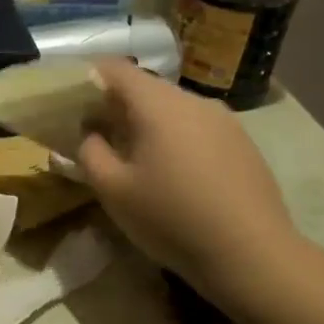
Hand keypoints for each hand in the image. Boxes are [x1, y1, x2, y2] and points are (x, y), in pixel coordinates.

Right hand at [77, 59, 299, 308]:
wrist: (251, 254)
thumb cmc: (171, 218)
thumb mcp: (113, 190)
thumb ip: (90, 153)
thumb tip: (90, 135)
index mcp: (158, 105)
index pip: (115, 69)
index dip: (88, 78)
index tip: (71, 103)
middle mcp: (194, 101)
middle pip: (146, 88)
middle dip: (116, 106)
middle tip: (97, 136)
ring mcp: (224, 120)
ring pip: (173, 109)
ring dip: (148, 124)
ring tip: (134, 158)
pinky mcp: (242, 143)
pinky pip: (197, 128)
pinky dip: (176, 138)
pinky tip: (174, 175)